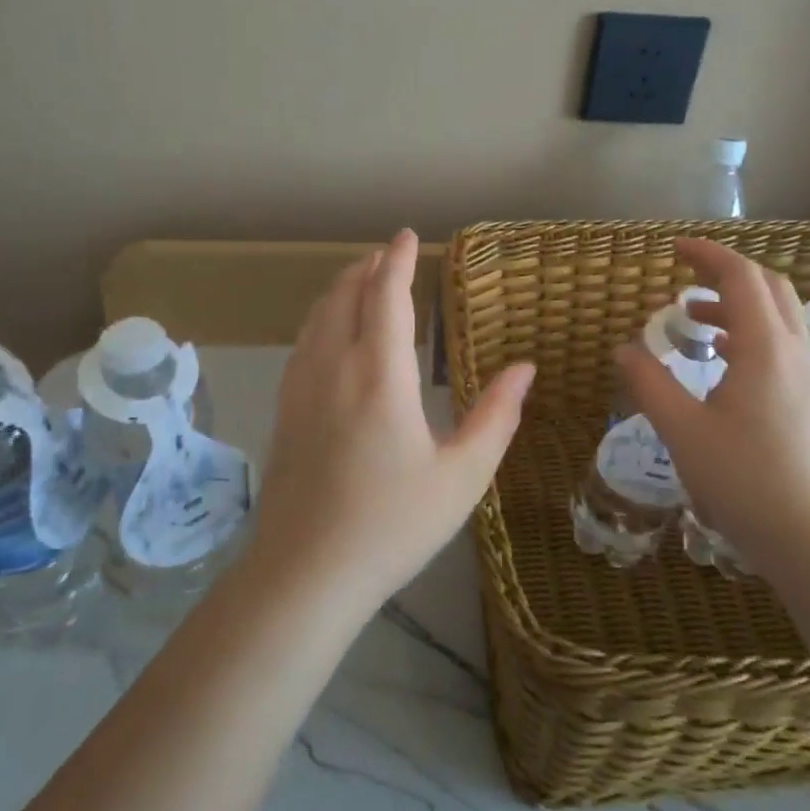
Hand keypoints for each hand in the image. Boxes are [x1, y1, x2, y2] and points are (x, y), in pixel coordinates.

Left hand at [250, 229, 535, 608]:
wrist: (305, 574)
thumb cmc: (393, 525)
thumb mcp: (462, 476)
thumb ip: (496, 416)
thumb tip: (524, 368)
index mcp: (380, 375)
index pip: (387, 297)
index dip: (398, 261)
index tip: (408, 236)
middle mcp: (335, 367)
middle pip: (346, 297)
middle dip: (367, 268)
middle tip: (387, 254)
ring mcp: (301, 389)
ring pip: (318, 317)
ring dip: (340, 289)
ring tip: (359, 279)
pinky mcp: (284, 412)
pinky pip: (303, 343)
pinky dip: (321, 318)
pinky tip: (328, 333)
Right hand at [615, 238, 809, 562]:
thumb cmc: (745, 481)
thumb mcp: (683, 431)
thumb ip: (650, 383)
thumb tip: (624, 349)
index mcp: (765, 348)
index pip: (741, 277)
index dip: (708, 255)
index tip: (674, 249)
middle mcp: (794, 352)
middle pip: (770, 287)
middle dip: (728, 273)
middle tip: (687, 278)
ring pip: (781, 317)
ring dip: (740, 305)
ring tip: (696, 321)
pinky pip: (784, 346)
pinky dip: (753, 334)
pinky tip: (725, 363)